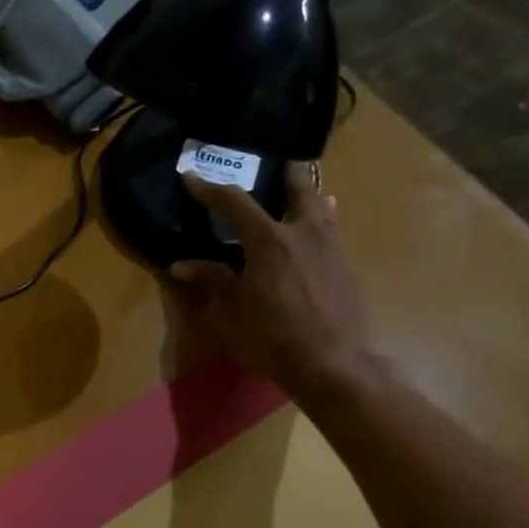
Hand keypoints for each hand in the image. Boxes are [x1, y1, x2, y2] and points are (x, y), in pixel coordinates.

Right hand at [170, 164, 376, 401]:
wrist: (333, 364)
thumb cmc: (270, 336)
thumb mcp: (228, 312)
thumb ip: (210, 281)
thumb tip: (181, 265)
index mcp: (268, 240)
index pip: (234, 202)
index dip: (210, 188)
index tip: (191, 176)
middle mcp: (304, 233)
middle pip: (300, 188)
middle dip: (288, 173)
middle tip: (281, 163)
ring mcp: (331, 249)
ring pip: (323, 209)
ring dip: (311, 197)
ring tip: (305, 194)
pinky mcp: (346, 269)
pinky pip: (332, 233)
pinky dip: (322, 224)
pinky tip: (317, 236)